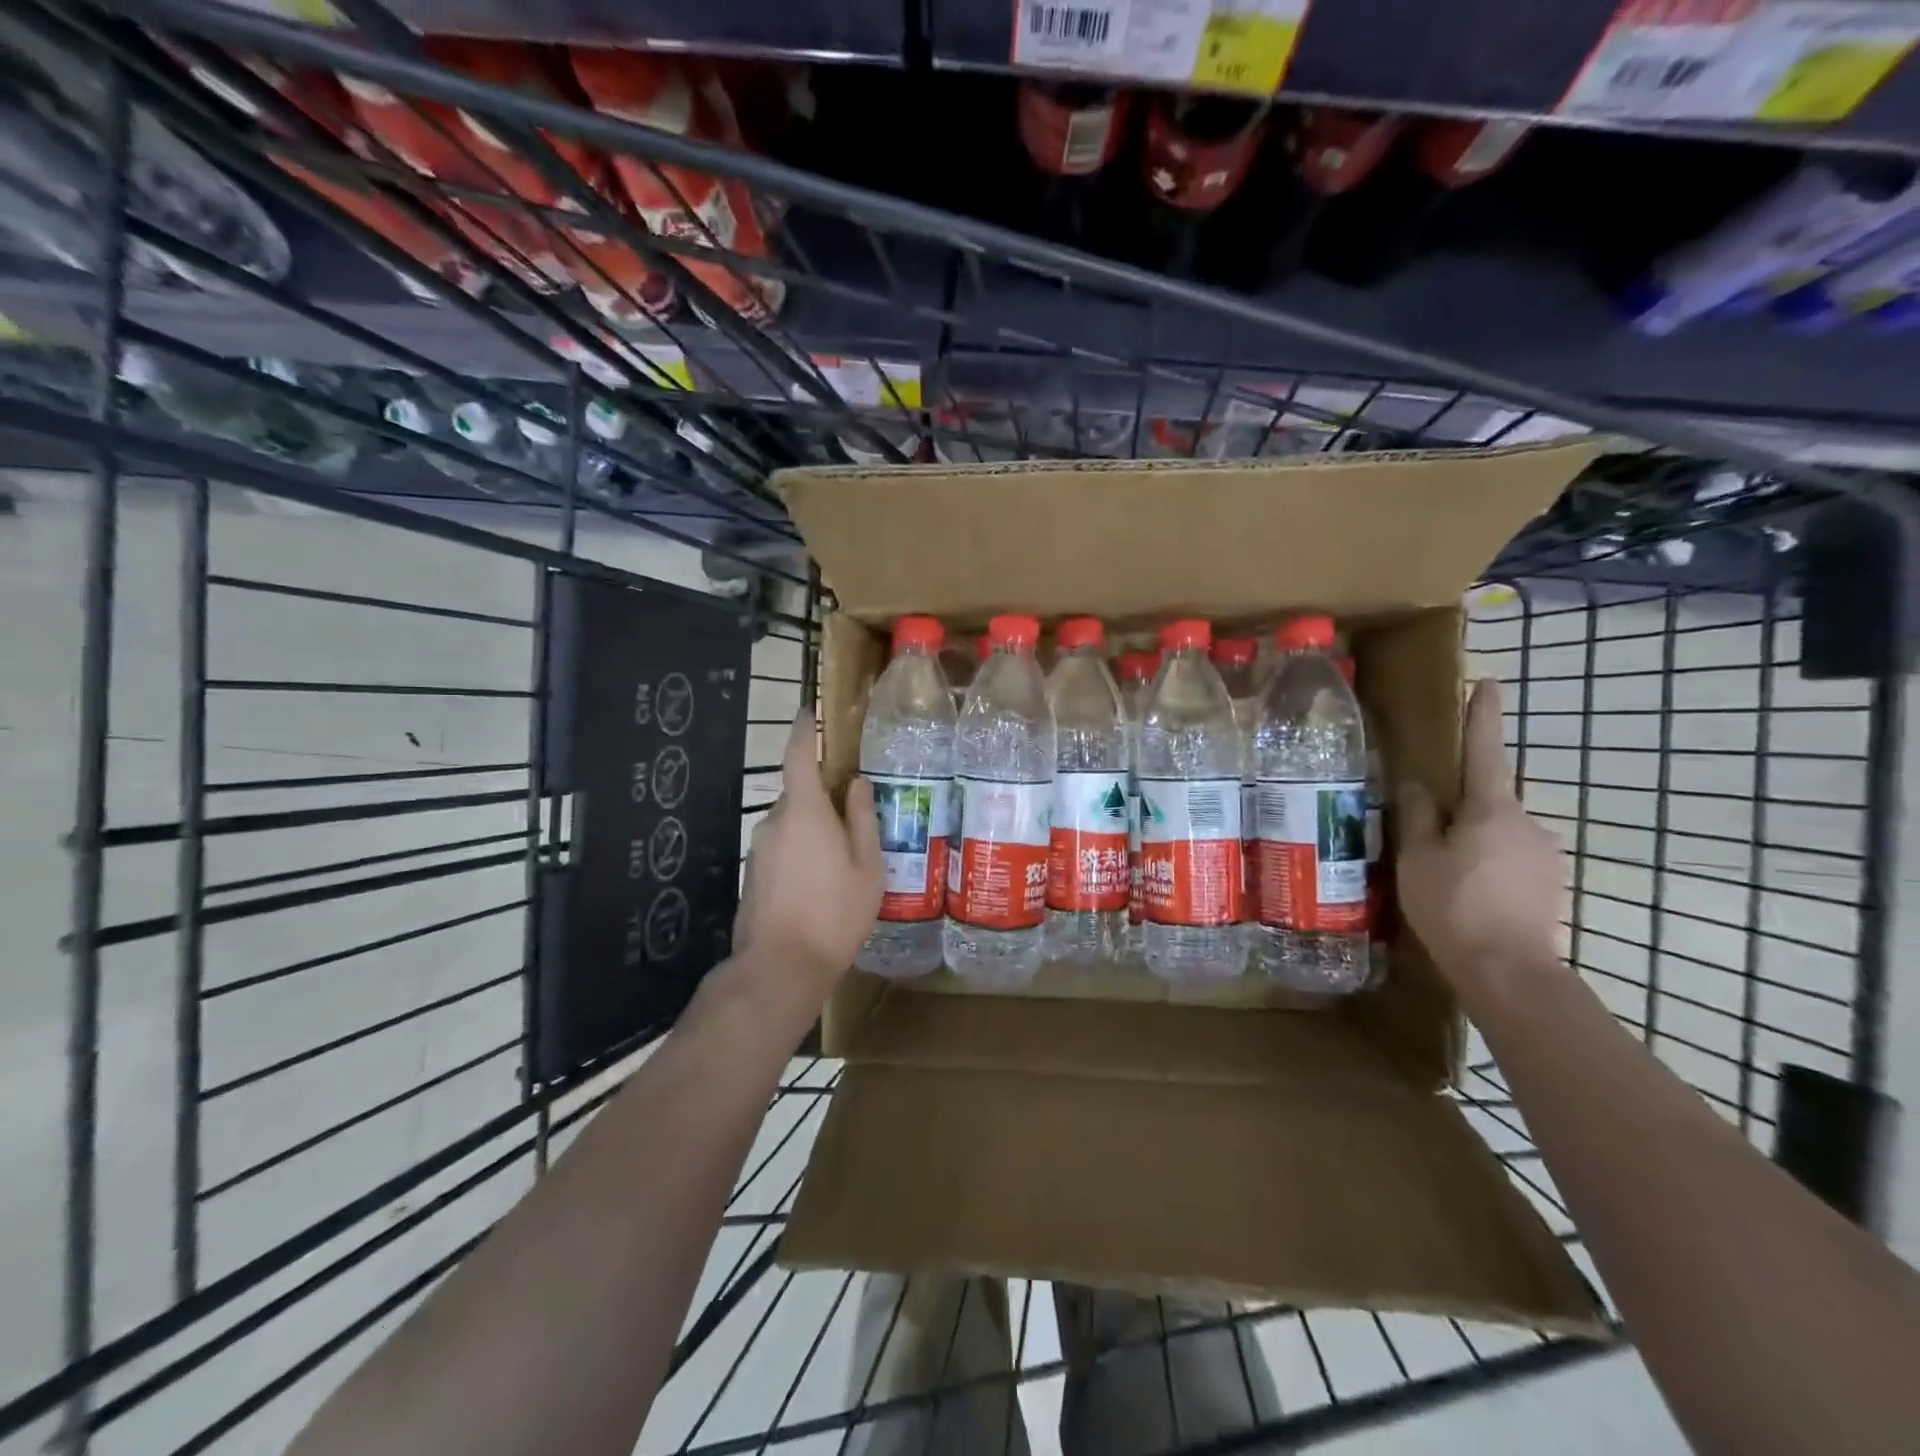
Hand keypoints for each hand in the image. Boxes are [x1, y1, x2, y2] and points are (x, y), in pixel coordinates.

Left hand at [730, 711, 882, 1004]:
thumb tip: (856, 783)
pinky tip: (822, 884)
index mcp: (804, 811)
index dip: (804, 730)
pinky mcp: (754, 873)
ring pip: (792, 825)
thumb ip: (862, 820)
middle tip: (856, 817)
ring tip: (844, 861)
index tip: (809, 711)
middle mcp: (775, 822)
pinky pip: (784, 848)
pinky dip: (802, 853)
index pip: (799, 756)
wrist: (780, 967)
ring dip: (815, 831)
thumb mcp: (866, 867)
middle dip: (824, 798)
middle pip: (800, 794)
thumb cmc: (834, 913)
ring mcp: (760, 849)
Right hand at [1398, 678, 1566, 1001]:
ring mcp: (1545, 855)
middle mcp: (1528, 823)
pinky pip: (1511, 860)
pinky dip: (1488, 866)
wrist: (1509, 971)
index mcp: (1492, 810)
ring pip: (1499, 834)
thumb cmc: (1452, 905)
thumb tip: (1419, 786)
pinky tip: (1467, 895)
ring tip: (1443, 876)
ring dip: (1474, 843)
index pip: (1485, 752)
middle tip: (1429, 838)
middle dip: (1462, 811)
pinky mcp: (1551, 884)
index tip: (1488, 683)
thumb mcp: (1418, 857)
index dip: (1484, 716)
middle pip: (1488, 801)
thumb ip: (1420, 816)